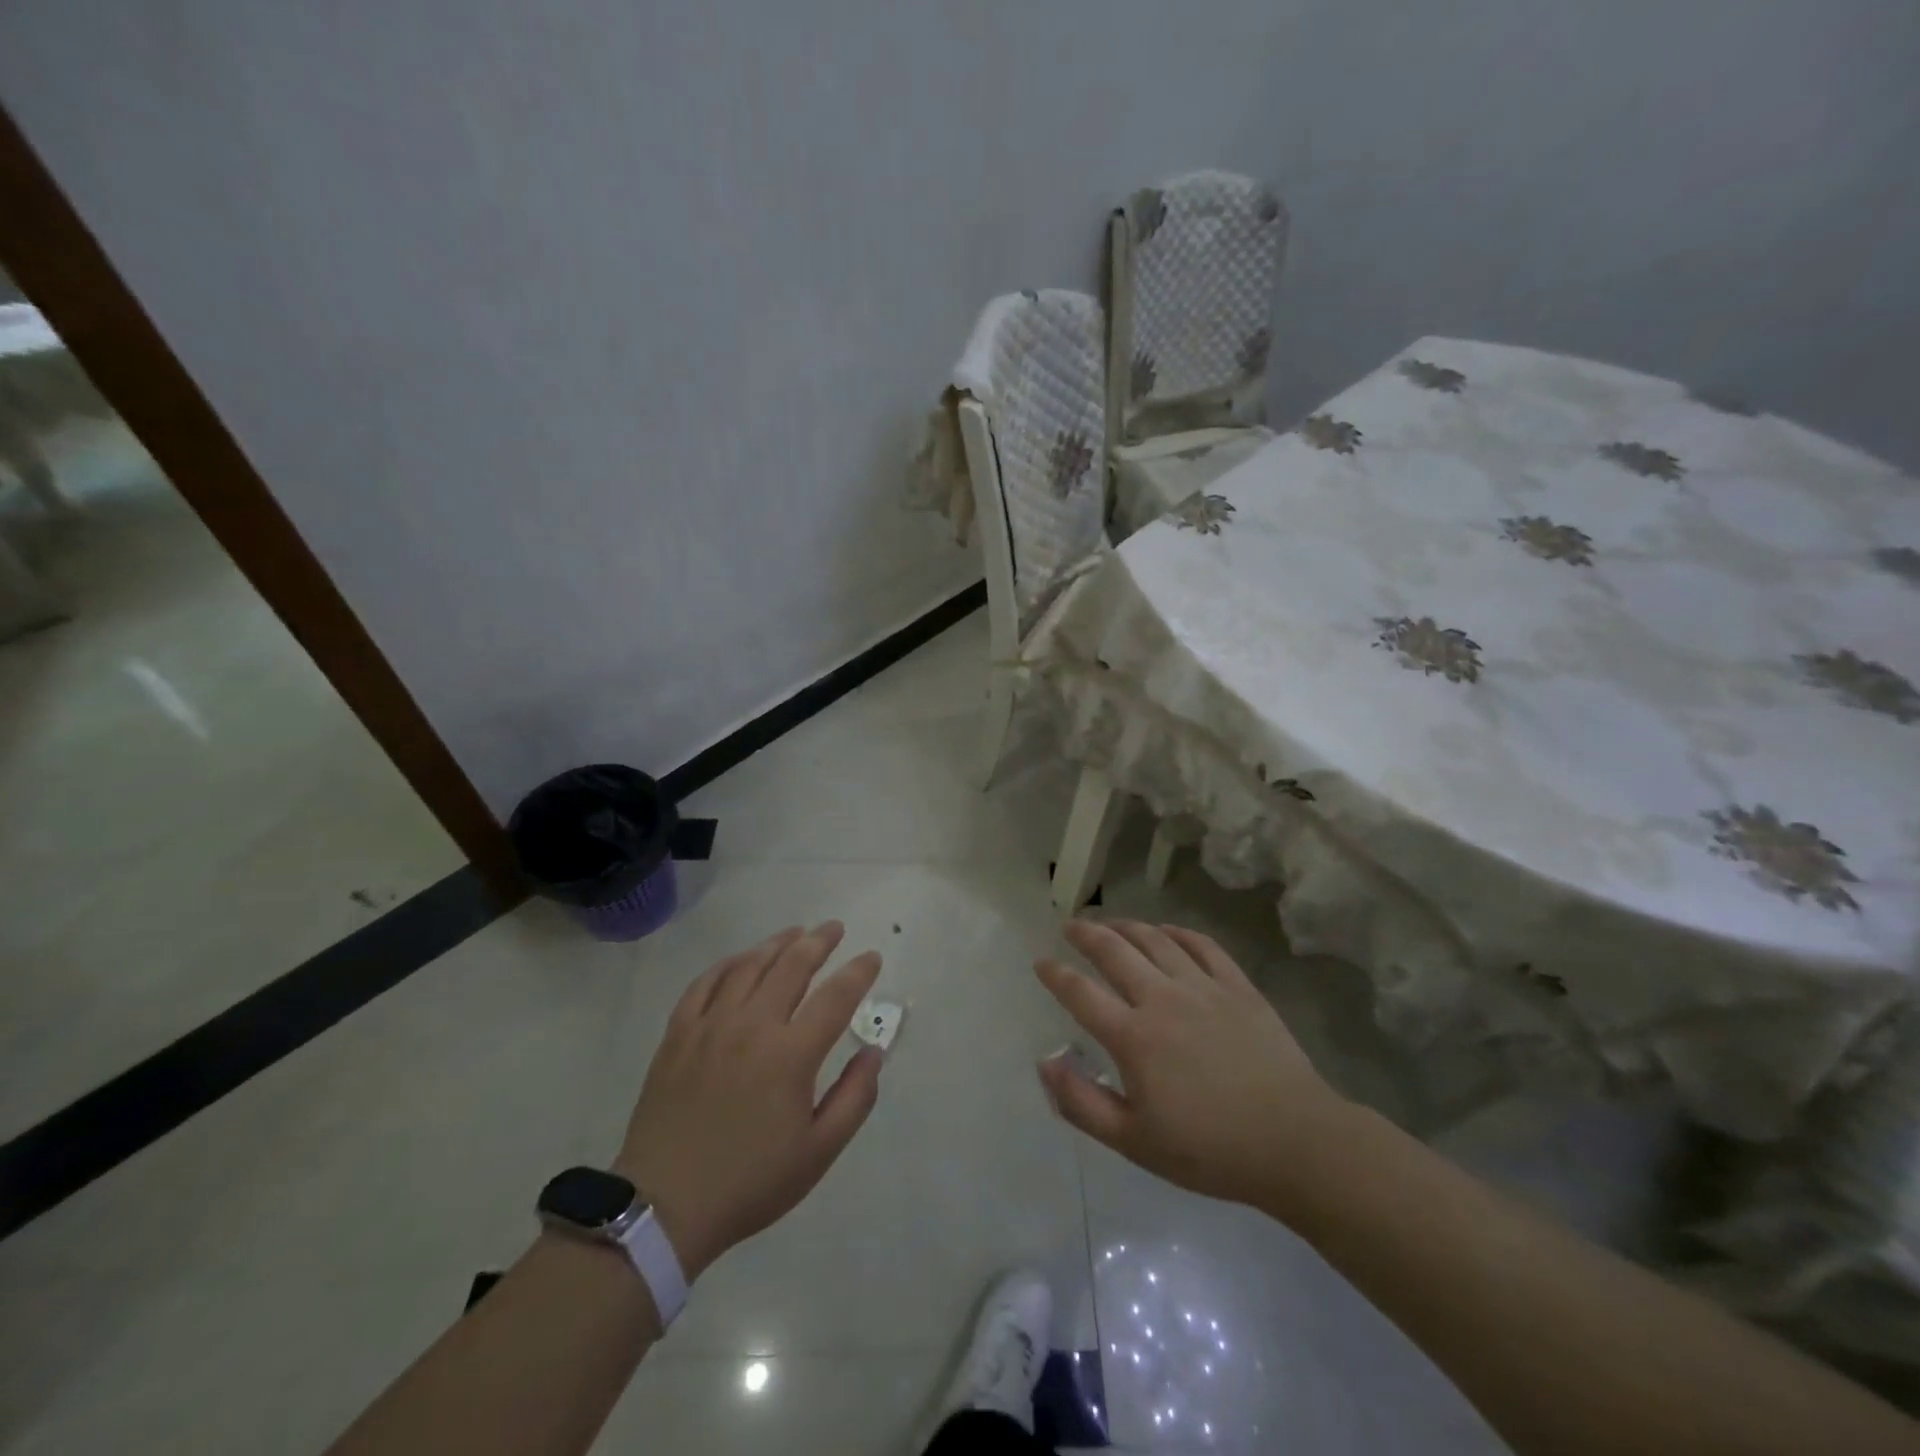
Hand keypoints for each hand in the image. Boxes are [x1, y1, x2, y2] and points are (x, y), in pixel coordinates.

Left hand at [613, 923, 882, 1280]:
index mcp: (791, 1055)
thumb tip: (874, 1052)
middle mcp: (753, 1026)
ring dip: (776, 943)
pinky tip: (740, 959)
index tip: (872, 957)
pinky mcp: (678, 1034)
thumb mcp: (818, 1153)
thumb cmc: (750, 1182)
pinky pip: (704, 983)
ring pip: (748, 965)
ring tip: (794, 932)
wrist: (664, 1207)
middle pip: (792, 965)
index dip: (858, 972)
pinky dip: (727, 964)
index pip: (836, 996)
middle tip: (834, 928)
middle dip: (819, 941)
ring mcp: (711, 1025)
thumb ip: (854, 1098)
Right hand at [1035, 920, 1352, 1209]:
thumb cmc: (1209, 1149)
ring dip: (1127, 926)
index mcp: (1133, 1037)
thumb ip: (1082, 1103)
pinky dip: (1178, 932)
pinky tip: (1167, 931)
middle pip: (1114, 951)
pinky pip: (1202, 945)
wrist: (1294, 1142)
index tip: (1040, 962)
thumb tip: (1045, 1063)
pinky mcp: (1238, 986)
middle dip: (1086, 934)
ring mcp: (1202, 987)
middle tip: (1070, 926)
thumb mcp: (1133, 1141)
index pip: (1080, 993)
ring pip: (1156, 940)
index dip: (1055, 974)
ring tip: (1111, 924)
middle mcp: (1162, 999)